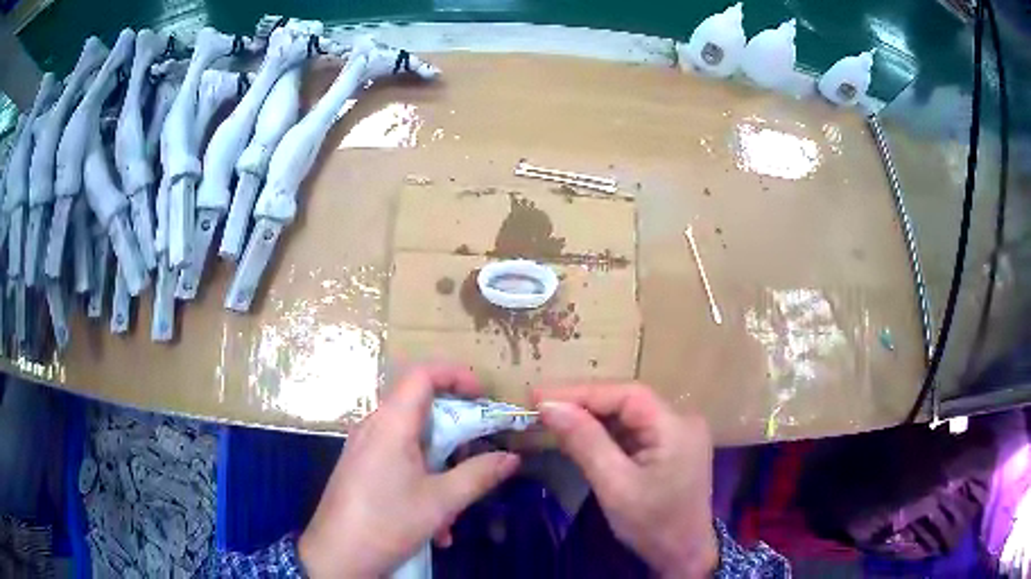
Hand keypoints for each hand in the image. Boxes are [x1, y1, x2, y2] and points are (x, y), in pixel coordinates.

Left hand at [300, 366, 520, 577]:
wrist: (336, 556)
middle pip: (420, 407)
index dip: (456, 375)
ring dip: (442, 464)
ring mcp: (364, 448)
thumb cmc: (387, 523)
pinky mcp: (361, 467)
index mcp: (391, 424)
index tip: (483, 396)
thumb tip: (511, 459)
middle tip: (479, 453)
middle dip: (456, 430)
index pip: (422, 374)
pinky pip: (399, 459)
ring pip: (413, 439)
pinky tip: (435, 521)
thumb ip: (478, 475)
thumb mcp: (441, 502)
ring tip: (457, 503)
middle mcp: (374, 427)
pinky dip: (423, 478)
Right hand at [536, 384, 717, 578]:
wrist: (684, 554)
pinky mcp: (671, 447)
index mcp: (675, 425)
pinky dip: (605, 432)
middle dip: (583, 402)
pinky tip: (581, 435)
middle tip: (539, 405)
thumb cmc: (652, 524)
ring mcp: (678, 433)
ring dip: (591, 416)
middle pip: (627, 401)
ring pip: (628, 415)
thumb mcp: (615, 485)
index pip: (625, 394)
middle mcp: (681, 420)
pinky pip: (634, 430)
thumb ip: (585, 442)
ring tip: (553, 417)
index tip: (538, 396)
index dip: (580, 391)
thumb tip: (550, 407)